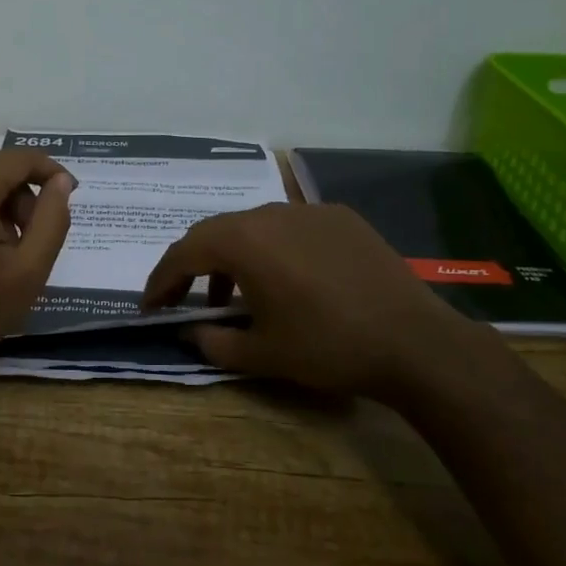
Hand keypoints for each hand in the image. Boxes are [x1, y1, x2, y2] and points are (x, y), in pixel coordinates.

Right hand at [141, 203, 485, 399]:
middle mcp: (270, 213)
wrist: (414, 341)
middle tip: (183, 297)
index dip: (161, 280)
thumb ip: (213, 342)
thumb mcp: (261, 354)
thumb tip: (189, 333)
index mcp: (244, 242)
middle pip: (216, 232)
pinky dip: (273, 249)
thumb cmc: (327, 347)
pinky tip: (288, 280)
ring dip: (234, 257)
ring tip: (237, 296)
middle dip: (193, 265)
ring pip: (254, 226)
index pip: (184, 252)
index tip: (151, 306)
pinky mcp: (341, 218)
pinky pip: (291, 227)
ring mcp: (308, 211)